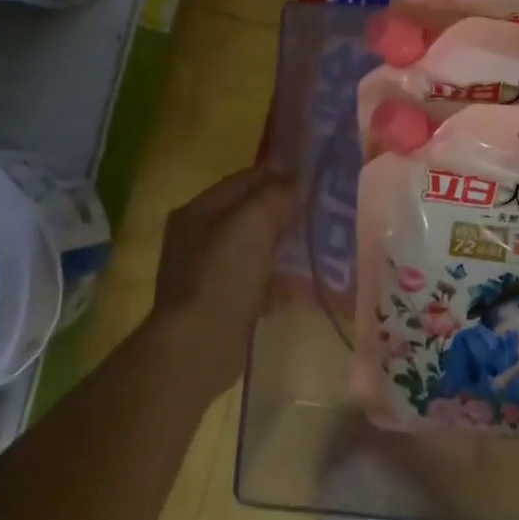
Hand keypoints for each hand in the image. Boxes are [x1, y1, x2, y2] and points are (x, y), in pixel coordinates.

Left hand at [146, 165, 295, 403]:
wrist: (198, 344)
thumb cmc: (223, 274)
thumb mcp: (253, 222)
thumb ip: (275, 195)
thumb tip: (294, 182)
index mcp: (198, 210)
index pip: (243, 179)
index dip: (278, 175)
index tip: (314, 179)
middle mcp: (197, 237)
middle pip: (248, 214)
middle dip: (283, 213)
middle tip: (321, 214)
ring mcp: (206, 272)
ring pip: (254, 249)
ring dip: (283, 248)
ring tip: (317, 250)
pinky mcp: (219, 302)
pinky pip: (254, 281)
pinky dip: (275, 280)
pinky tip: (298, 287)